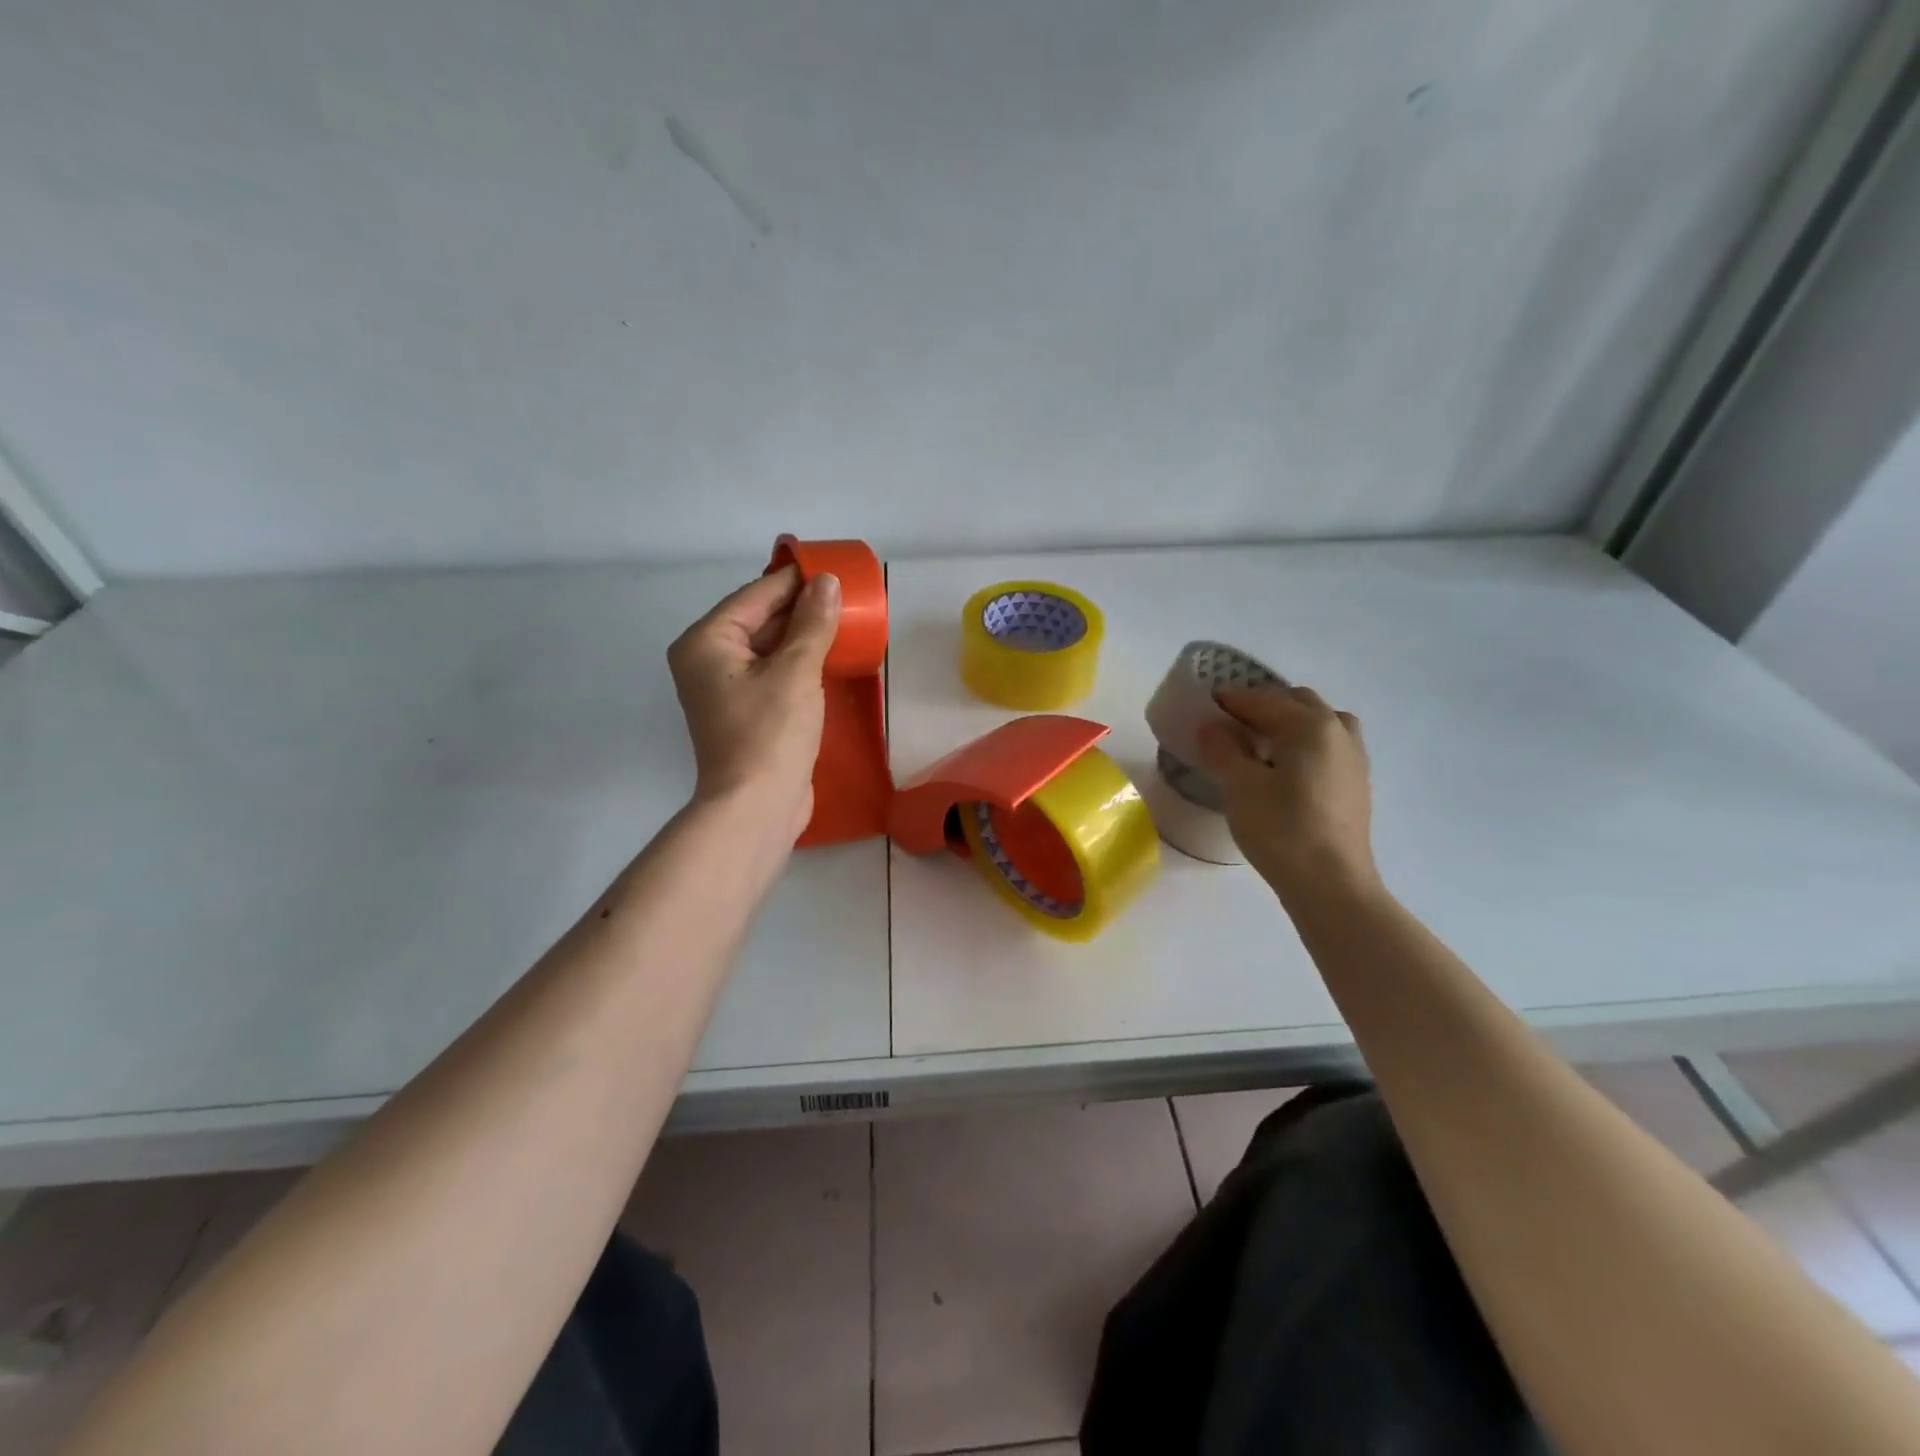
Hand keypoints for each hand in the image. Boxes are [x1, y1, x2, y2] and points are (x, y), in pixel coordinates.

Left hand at [668, 566, 841, 837]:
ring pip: (767, 648)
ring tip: (842, 622)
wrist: (758, 807)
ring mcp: (725, 689)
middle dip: (800, 609)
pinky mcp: (745, 712)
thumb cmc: (771, 733)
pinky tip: (828, 657)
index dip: (794, 581)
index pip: (754, 596)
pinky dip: (798, 662)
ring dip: (801, 636)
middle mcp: (707, 661)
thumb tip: (827, 582)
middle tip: (843, 596)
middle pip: (758, 620)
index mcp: (706, 642)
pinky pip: (772, 673)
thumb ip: (812, 623)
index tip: (830, 568)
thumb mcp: (796, 671)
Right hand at [1197, 685, 1378, 901]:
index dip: (1231, 700)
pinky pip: (1329, 746)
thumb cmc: (1281, 829)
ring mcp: (1353, 758)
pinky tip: (1286, 769)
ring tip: (1262, 744)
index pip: (1263, 700)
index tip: (1205, 704)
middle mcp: (1338, 731)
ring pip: (1320, 722)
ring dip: (1290, 723)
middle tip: (1231, 724)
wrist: (1331, 884)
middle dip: (1263, 706)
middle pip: (1297, 702)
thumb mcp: (1239, 786)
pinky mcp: (1356, 784)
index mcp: (1310, 725)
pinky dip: (1306, 744)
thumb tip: (1213, 727)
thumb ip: (1223, 749)